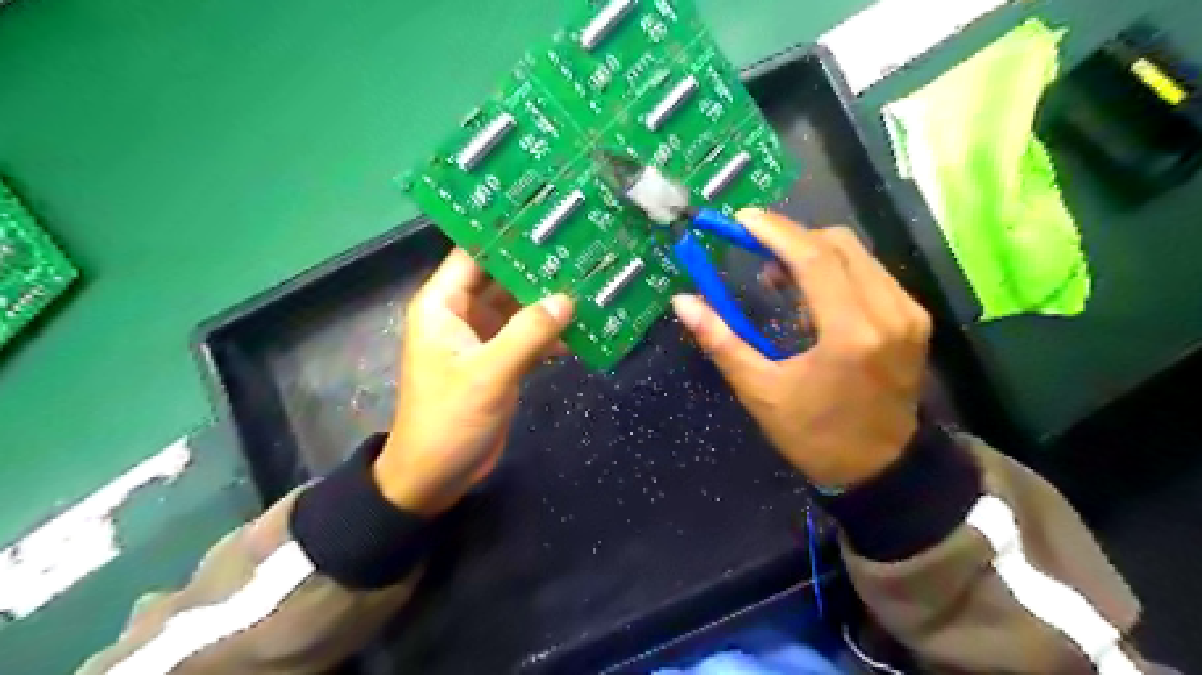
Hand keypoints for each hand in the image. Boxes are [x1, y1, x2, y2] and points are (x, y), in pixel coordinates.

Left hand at [375, 247, 574, 515]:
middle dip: (539, 266)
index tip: (547, 217)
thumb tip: (567, 299)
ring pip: (520, 306)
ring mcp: (484, 337)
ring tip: (591, 279)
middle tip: (582, 246)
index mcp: (443, 305)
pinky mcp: (501, 360)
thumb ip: (527, 334)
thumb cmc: (449, 420)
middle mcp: (463, 314)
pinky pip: (529, 335)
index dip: (506, 234)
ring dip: (550, 299)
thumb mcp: (487, 374)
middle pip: (503, 278)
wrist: (437, 475)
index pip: (474, 254)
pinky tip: (584, 326)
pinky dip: (552, 332)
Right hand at [671, 209, 932, 487]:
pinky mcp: (914, 319)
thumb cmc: (815, 435)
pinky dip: (835, 272)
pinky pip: (870, 274)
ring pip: (857, 255)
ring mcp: (908, 313)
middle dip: (791, 239)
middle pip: (838, 245)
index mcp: (851, 333)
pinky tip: (813, 299)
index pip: (813, 259)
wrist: (882, 468)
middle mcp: (889, 312)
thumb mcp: (761, 391)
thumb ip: (722, 341)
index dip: (775, 232)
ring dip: (813, 255)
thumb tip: (683, 302)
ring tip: (780, 282)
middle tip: (755, 255)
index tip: (742, 219)